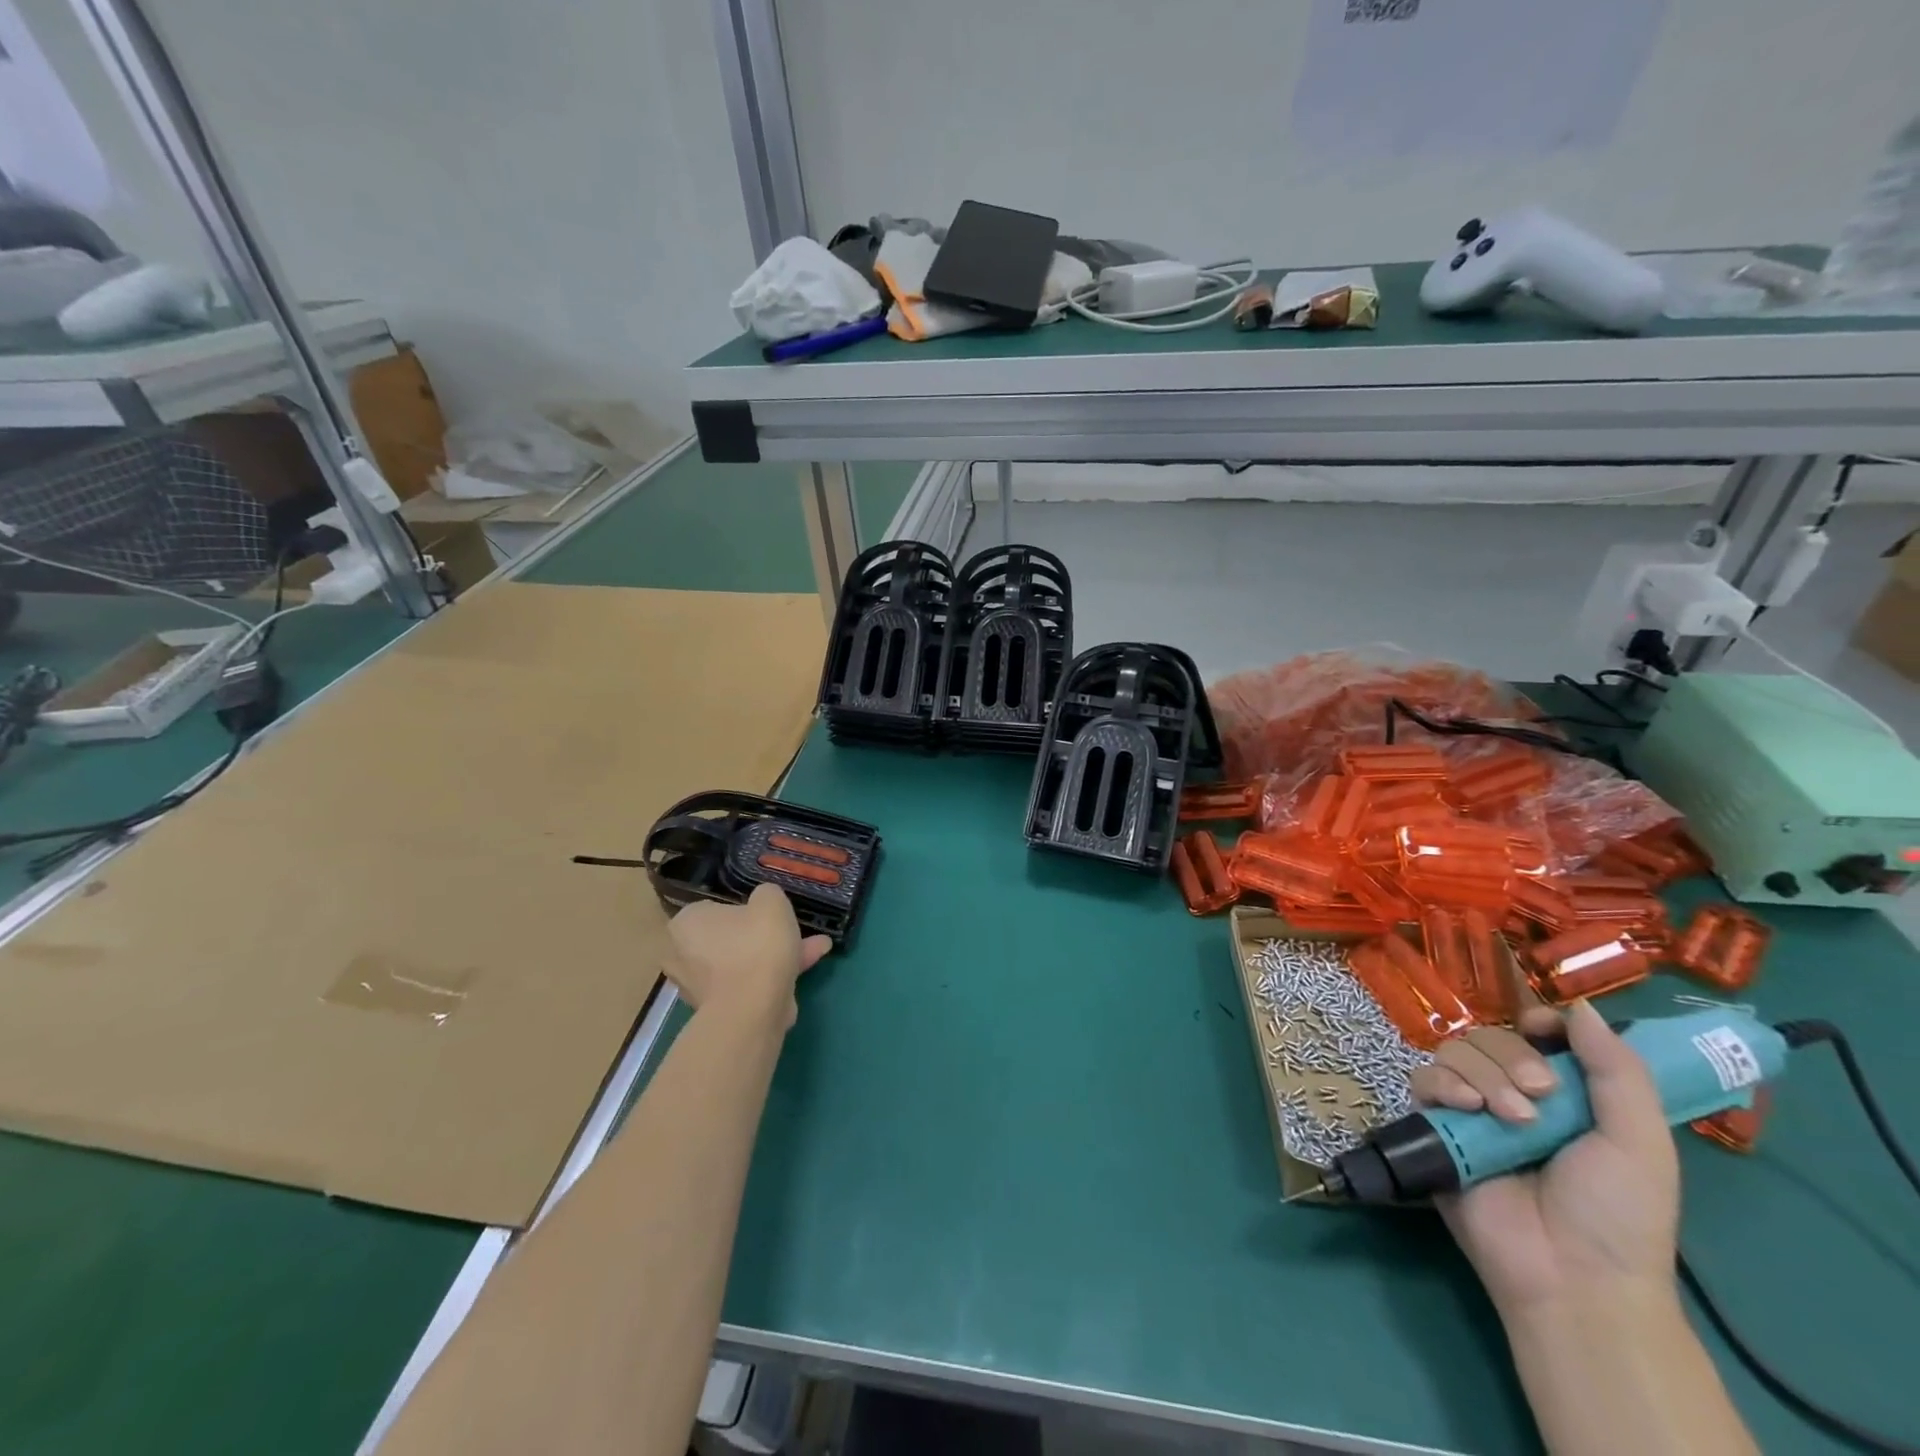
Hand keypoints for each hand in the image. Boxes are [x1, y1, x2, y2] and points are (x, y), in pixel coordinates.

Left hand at [664, 885, 831, 1024]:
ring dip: (776, 955)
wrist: (753, 1009)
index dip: (744, 909)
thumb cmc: (756, 945)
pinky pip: (749, 985)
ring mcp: (700, 987)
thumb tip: (764, 901)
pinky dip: (774, 977)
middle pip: (730, 938)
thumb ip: (767, 894)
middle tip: (792, 930)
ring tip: (817, 947)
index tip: (767, 913)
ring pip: (744, 962)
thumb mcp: (771, 901)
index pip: (713, 908)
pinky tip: (808, 967)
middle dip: (765, 935)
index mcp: (686, 923)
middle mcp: (683, 955)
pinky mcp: (720, 1010)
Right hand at [1411, 1000, 1678, 1317]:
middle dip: (1512, 1058)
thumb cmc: (1618, 1212)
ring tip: (1511, 1119)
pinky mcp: (1436, 1127)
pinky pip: (1423, 1080)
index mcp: (1565, 1095)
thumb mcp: (1640, 1141)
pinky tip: (1467, 1109)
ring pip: (1455, 1052)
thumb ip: (1616, 1070)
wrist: (1572, 1274)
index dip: (1536, 1022)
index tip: (1542, 1031)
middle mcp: (1513, 1093)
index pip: (1535, 1034)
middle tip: (1541, 1098)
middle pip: (1491, 1036)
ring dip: (1483, 1075)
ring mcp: (1471, 1111)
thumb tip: (1581, 1006)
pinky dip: (1444, 1085)